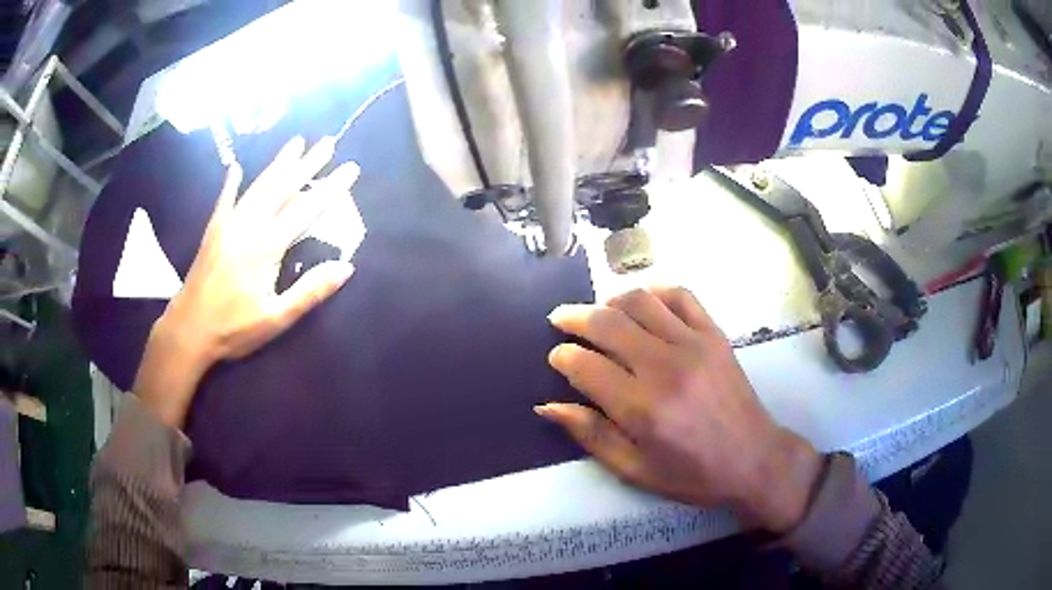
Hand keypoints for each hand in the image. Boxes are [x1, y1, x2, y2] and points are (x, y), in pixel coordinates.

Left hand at [136, 136, 359, 427]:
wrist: (188, 331)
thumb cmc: (233, 329)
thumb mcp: (276, 318)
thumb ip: (309, 291)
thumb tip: (346, 267)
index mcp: (266, 246)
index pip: (305, 209)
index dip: (330, 188)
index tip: (350, 168)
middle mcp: (248, 226)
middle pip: (282, 188)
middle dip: (306, 164)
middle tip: (327, 142)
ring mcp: (228, 225)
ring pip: (258, 187)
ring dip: (278, 164)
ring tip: (295, 143)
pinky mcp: (213, 231)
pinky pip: (225, 199)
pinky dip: (232, 182)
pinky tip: (237, 167)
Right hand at [538, 286, 822, 533]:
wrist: (753, 459)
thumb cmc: (692, 473)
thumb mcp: (634, 470)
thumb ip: (591, 435)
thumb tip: (548, 406)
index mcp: (641, 409)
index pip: (585, 366)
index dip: (562, 357)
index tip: (557, 357)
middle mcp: (665, 368)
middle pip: (607, 323)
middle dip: (574, 317)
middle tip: (560, 319)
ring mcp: (694, 345)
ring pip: (640, 301)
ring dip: (609, 300)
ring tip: (598, 312)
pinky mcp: (714, 335)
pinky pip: (680, 296)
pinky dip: (655, 291)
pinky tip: (643, 303)